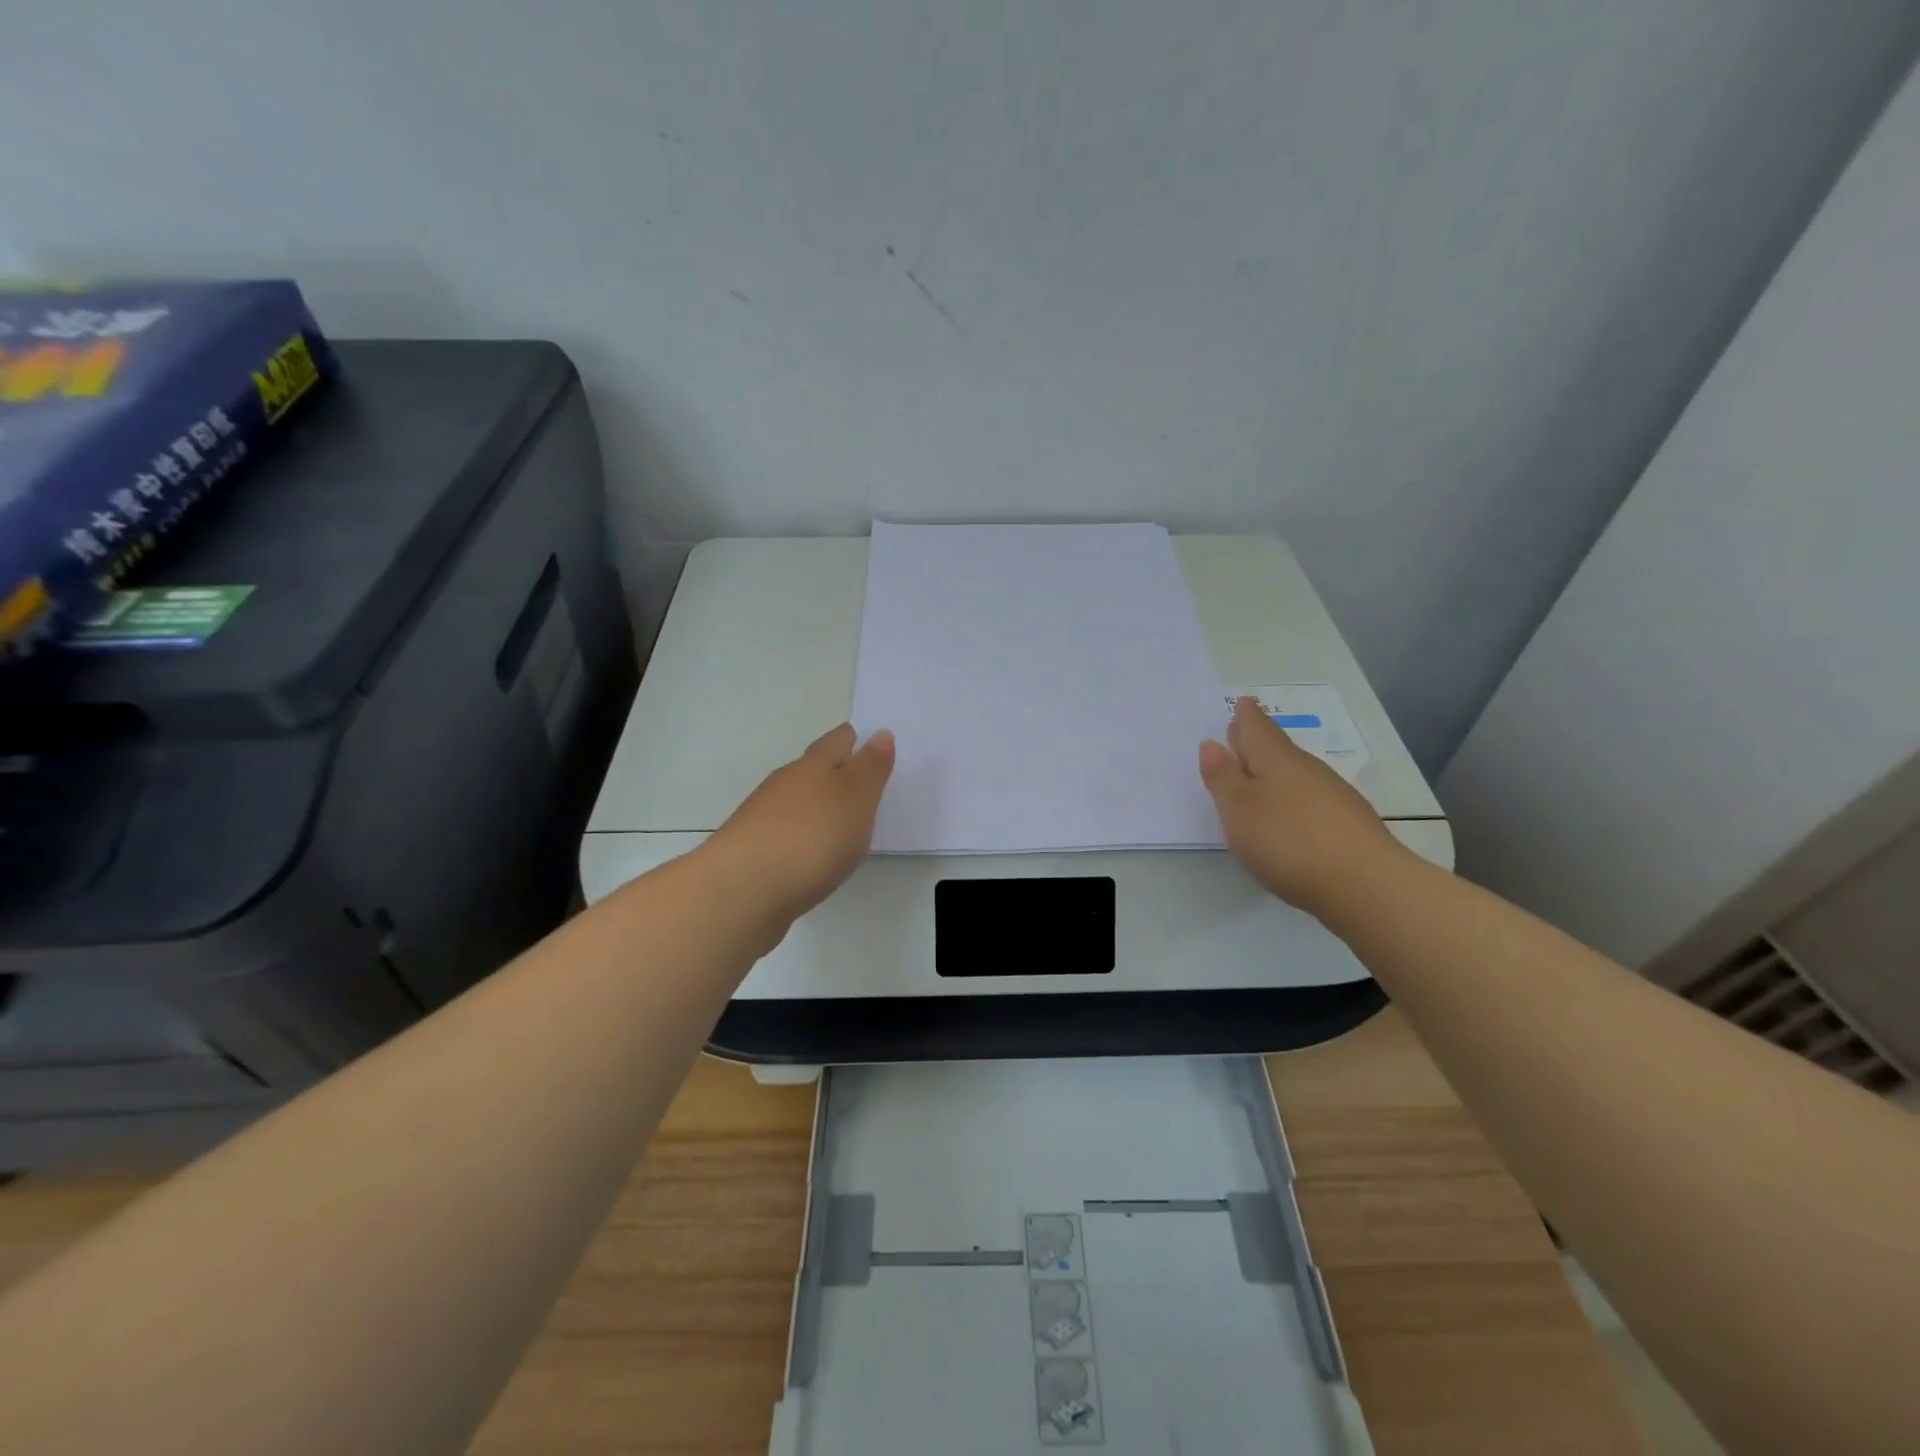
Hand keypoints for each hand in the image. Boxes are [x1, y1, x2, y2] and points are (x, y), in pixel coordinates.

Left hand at [703, 723, 895, 935]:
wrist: (742, 890)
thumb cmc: (811, 837)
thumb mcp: (855, 799)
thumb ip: (870, 768)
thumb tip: (881, 733)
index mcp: (812, 767)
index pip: (834, 742)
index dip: (849, 738)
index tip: (860, 737)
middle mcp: (784, 784)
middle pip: (811, 768)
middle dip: (831, 768)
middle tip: (853, 775)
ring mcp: (762, 818)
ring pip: (794, 800)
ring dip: (813, 803)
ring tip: (835, 816)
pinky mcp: (752, 851)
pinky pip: (783, 831)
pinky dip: (799, 832)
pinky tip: (808, 849)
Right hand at [1199, 697, 1404, 918]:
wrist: (1365, 884)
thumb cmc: (1287, 840)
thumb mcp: (1239, 809)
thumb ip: (1223, 777)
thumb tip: (1212, 744)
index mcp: (1276, 759)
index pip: (1257, 727)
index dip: (1246, 716)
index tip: (1243, 703)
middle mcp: (1306, 769)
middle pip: (1278, 748)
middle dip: (1258, 741)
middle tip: (1241, 734)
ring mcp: (1333, 796)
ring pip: (1296, 774)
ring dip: (1275, 773)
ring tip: (1258, 778)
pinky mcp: (1348, 825)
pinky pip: (1312, 799)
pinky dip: (1294, 799)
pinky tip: (1289, 817)